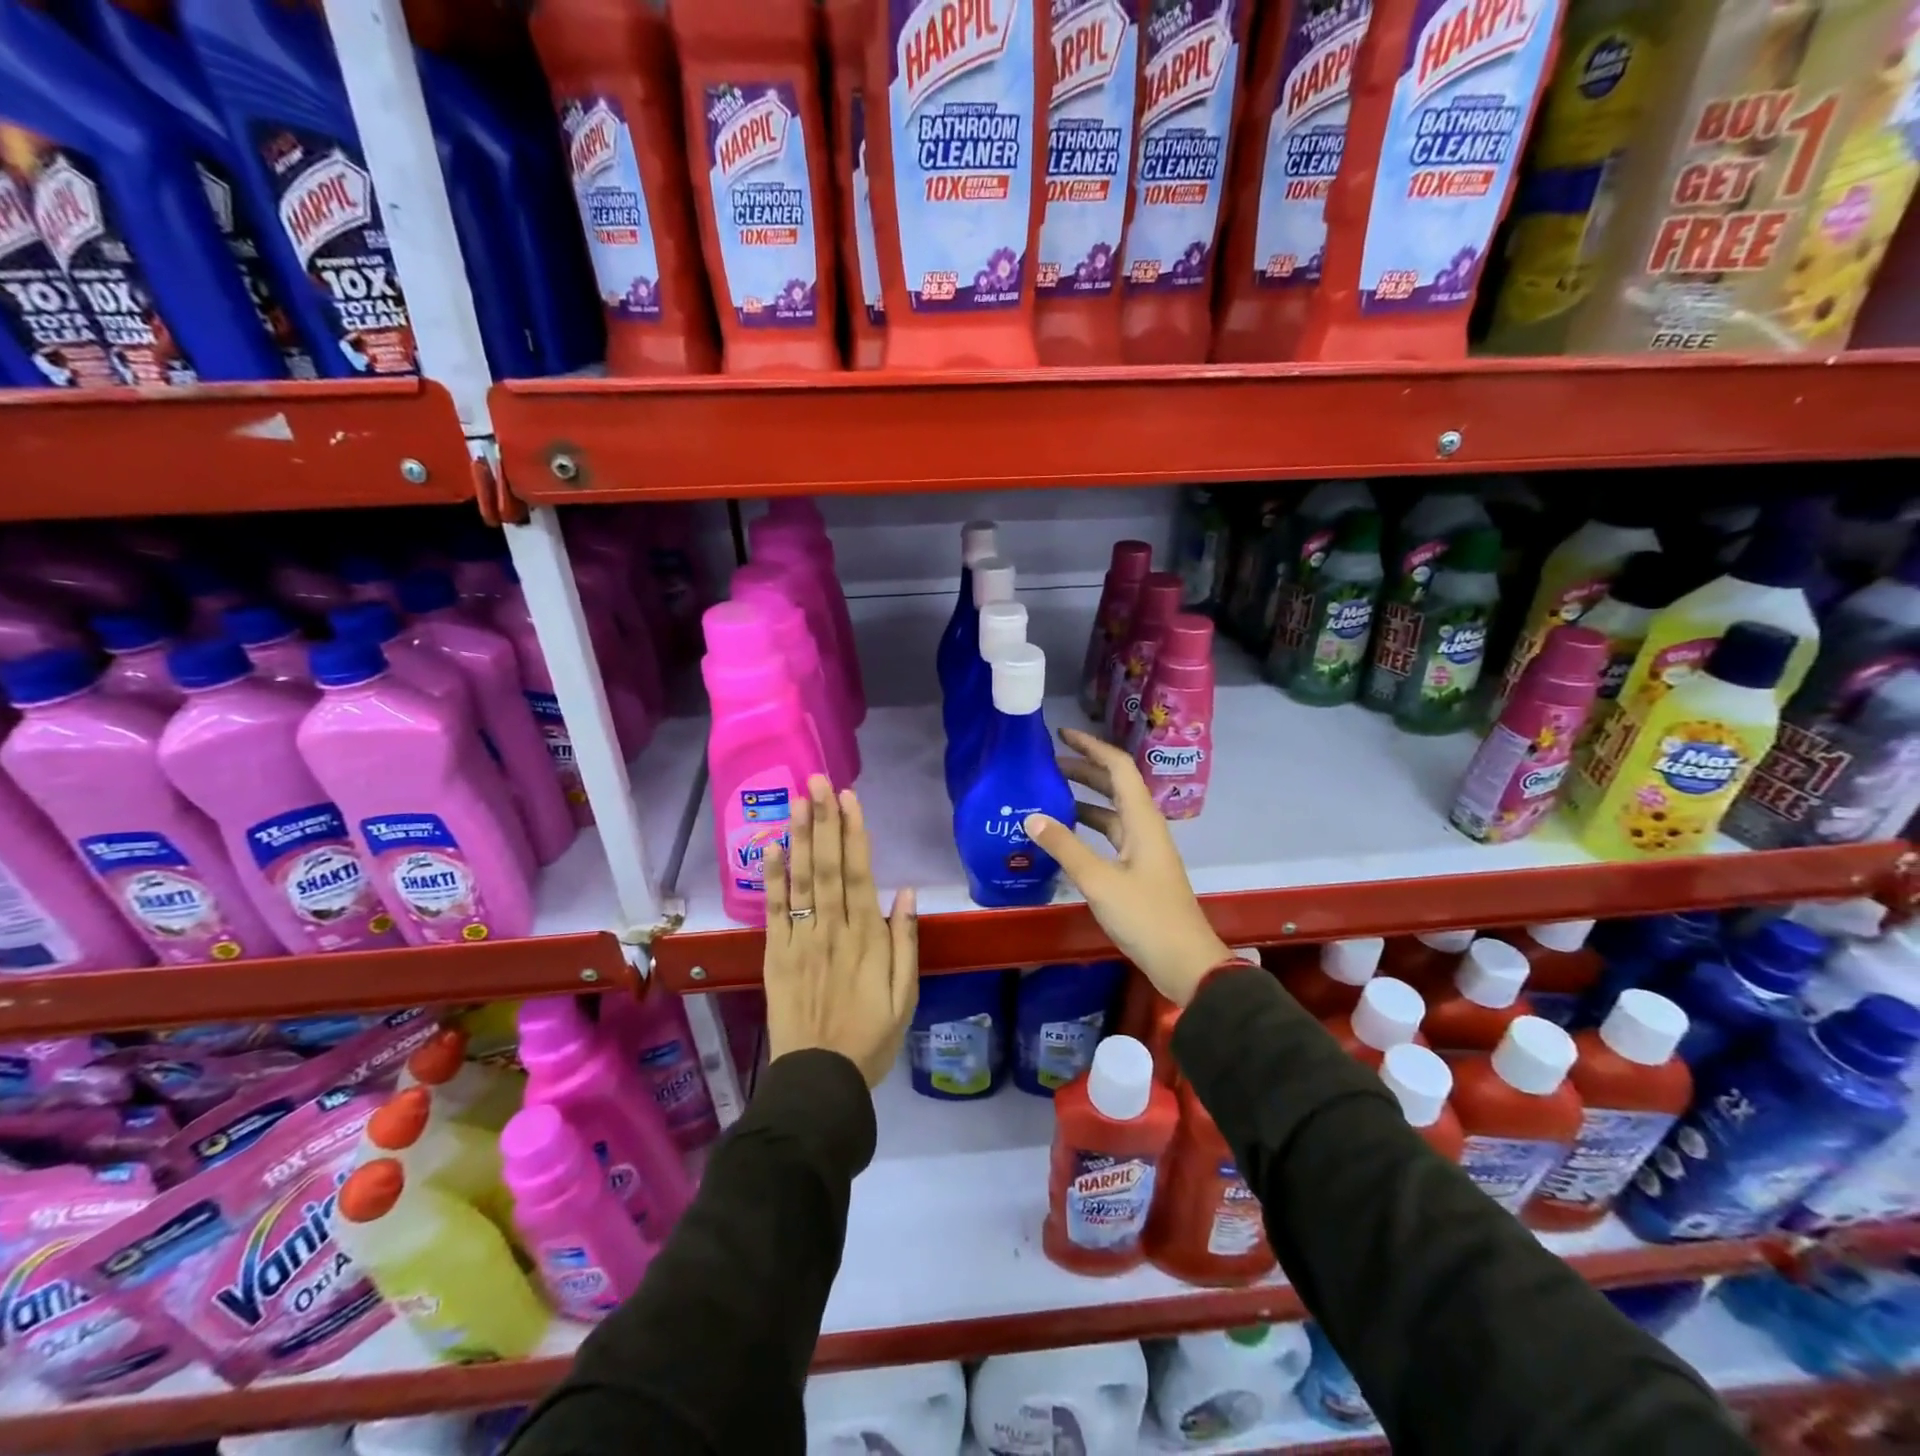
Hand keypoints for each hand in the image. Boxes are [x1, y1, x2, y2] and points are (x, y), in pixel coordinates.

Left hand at [763, 776, 918, 1087]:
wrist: (819, 1080)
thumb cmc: (870, 1038)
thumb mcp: (905, 996)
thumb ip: (905, 942)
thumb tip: (908, 893)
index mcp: (866, 939)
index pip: (859, 874)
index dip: (854, 834)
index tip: (848, 798)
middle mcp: (831, 930)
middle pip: (827, 867)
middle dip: (823, 821)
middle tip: (817, 782)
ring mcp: (800, 941)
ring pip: (800, 881)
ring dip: (798, 838)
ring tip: (796, 801)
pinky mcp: (776, 955)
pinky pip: (773, 911)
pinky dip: (772, 878)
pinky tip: (771, 847)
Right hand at [1025, 729, 1231, 1007]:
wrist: (1185, 963)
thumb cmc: (1146, 916)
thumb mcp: (1099, 881)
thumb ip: (1065, 847)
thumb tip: (1031, 817)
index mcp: (1142, 821)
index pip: (1119, 768)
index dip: (1092, 747)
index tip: (1063, 735)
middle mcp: (1145, 828)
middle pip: (1115, 787)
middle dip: (1083, 771)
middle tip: (1046, 765)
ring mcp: (1143, 850)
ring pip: (1111, 813)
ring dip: (1084, 800)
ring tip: (1048, 795)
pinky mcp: (1138, 871)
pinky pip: (1110, 837)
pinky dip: (1087, 829)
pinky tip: (1063, 837)